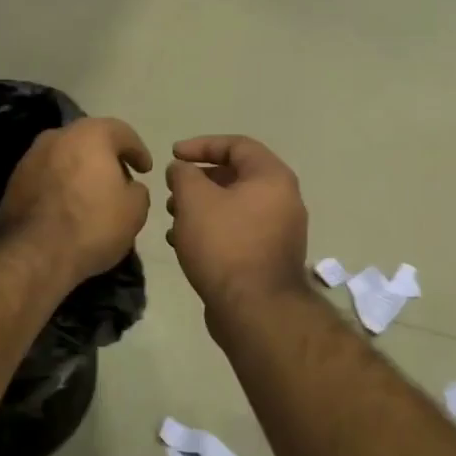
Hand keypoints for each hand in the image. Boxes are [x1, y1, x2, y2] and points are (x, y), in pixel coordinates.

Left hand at [0, 118, 152, 282]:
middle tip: (120, 179)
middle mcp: (57, 136)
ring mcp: (30, 157)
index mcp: (90, 134)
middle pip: (89, 141)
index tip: (146, 169)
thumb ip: (138, 190)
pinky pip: (47, 176)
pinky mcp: (14, 181)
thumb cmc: (92, 224)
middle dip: (106, 158)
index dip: (138, 151)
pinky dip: (60, 185)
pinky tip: (68, 206)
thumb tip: (129, 187)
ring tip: (93, 195)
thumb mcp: (134, 210)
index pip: (122, 132)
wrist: (33, 254)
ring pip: (65, 157)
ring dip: (80, 171)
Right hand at [165, 136, 310, 320]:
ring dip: (201, 207)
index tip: (173, 155)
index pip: (237, 145)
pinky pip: (238, 232)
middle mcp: (283, 199)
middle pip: (236, 176)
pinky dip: (212, 230)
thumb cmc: (224, 244)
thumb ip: (184, 174)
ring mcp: (279, 231)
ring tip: (172, 218)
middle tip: (172, 189)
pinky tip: (184, 243)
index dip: (201, 145)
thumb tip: (182, 169)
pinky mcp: (269, 258)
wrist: (254, 310)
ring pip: (234, 206)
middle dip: (199, 180)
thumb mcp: (194, 200)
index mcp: (272, 177)